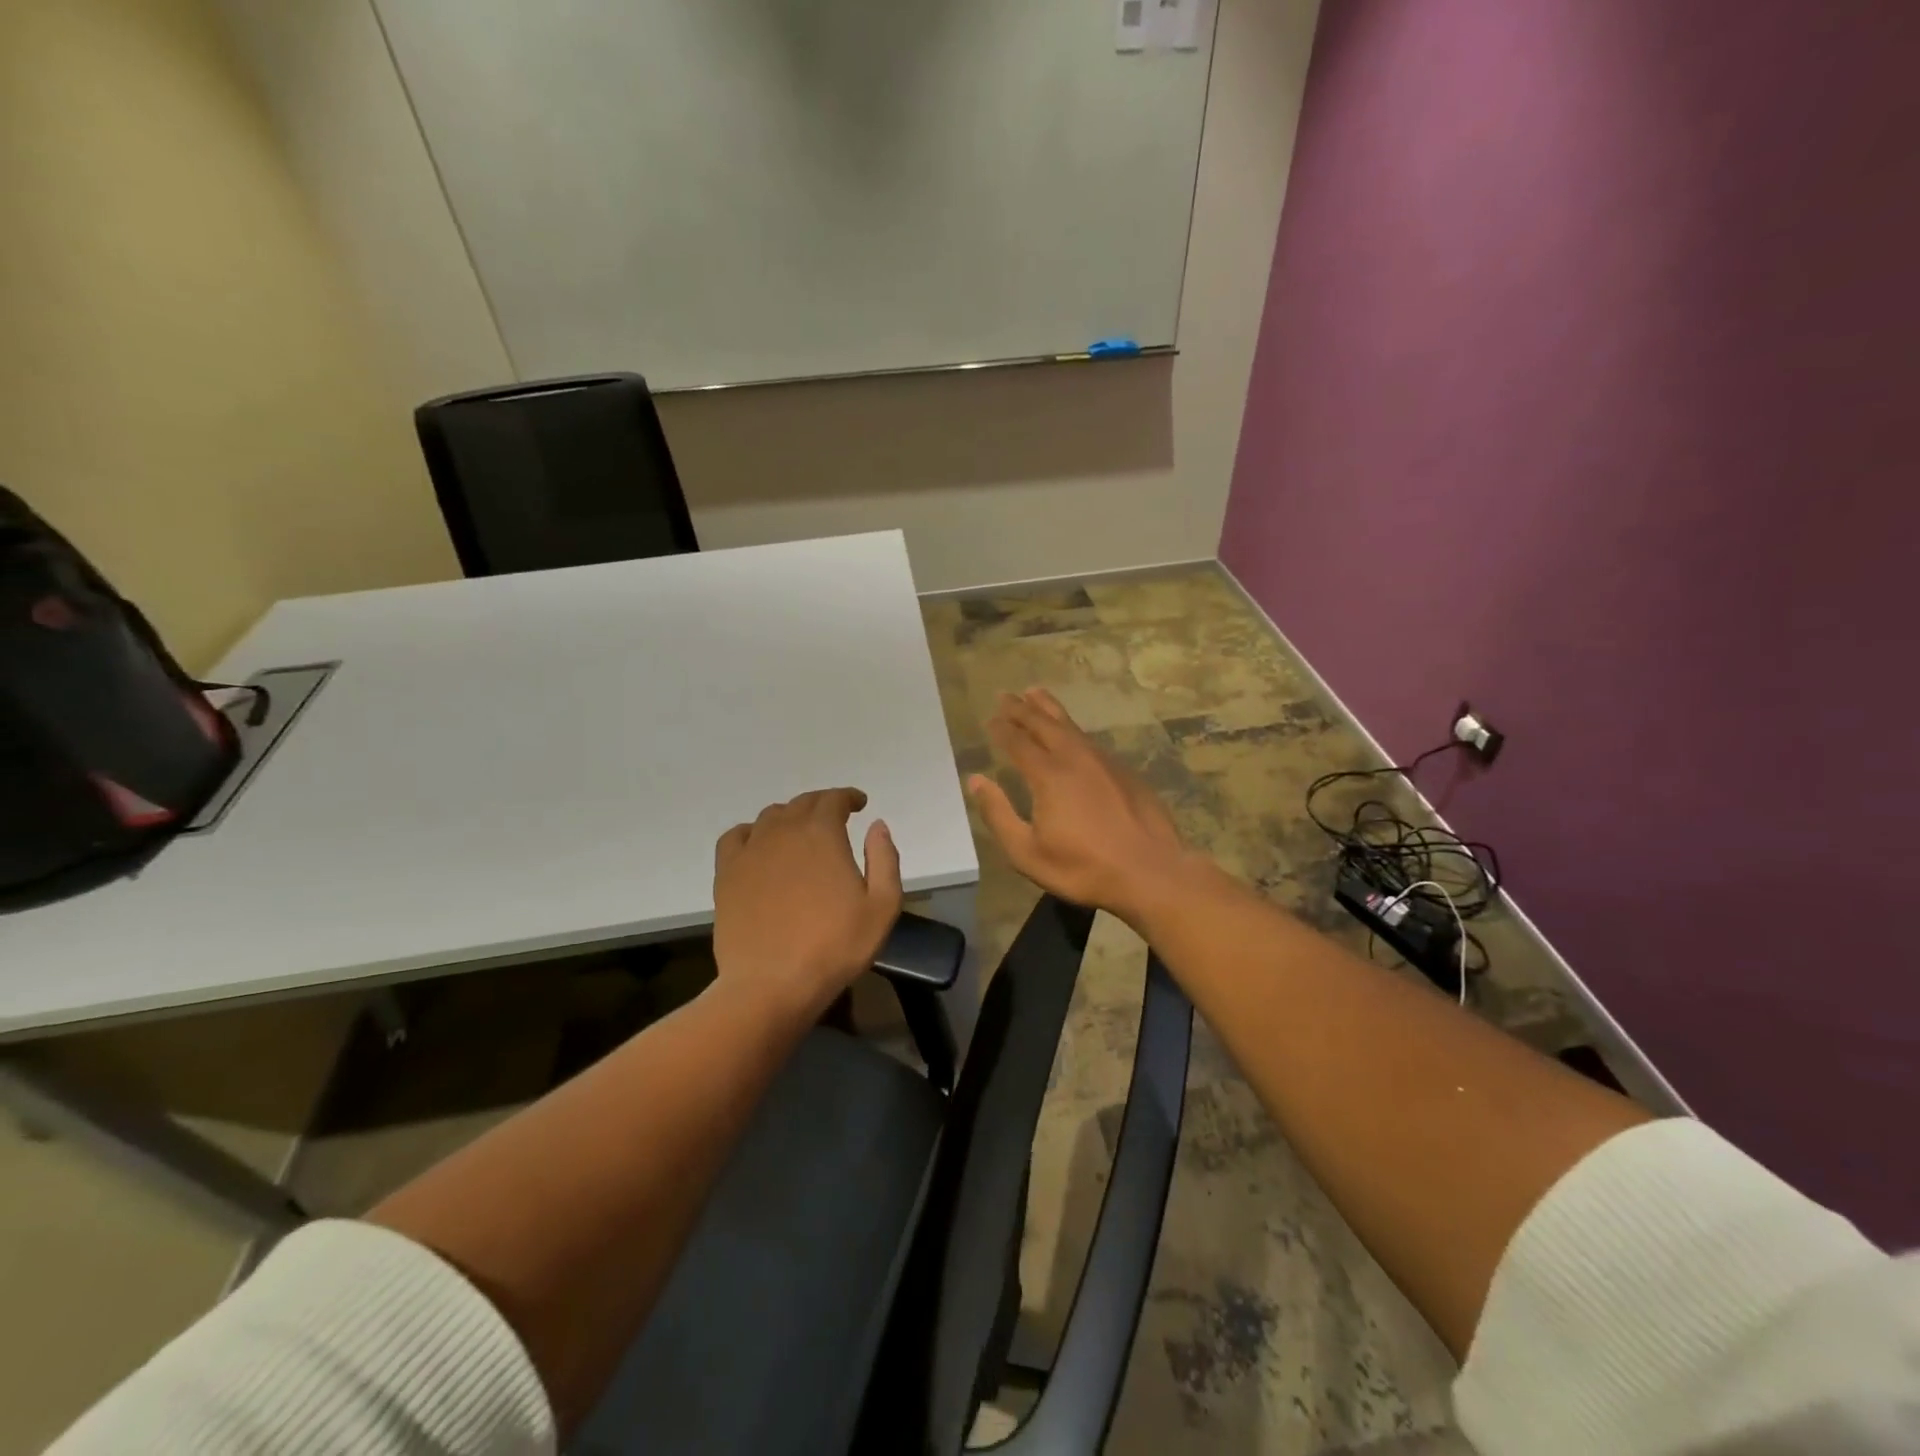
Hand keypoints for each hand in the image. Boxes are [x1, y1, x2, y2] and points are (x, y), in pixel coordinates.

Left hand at [713, 788, 902, 1020]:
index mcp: (822, 834)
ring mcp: (751, 851)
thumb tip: (877, 825)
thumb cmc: (834, 947)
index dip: (848, 797)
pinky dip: (752, 832)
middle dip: (822, 804)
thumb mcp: (882, 907)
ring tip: (801, 832)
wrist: (772, 984)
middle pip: (802, 804)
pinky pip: (736, 837)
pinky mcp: (727, 874)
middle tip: (835, 817)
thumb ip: (884, 859)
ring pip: (771, 817)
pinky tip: (760, 846)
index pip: (834, 799)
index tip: (859, 804)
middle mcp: (784, 831)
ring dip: (790, 817)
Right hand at [967, 689, 1194, 924]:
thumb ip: (998, 814)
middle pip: (1044, 723)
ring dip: (1049, 708)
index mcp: (1048, 775)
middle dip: (1021, 708)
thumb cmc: (1083, 868)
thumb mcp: (1027, 853)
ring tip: (1035, 693)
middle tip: (1005, 694)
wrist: (1151, 872)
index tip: (989, 717)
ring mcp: (1104, 762)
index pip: (1017, 741)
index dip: (1001, 728)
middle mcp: (1075, 758)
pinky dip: (1073, 728)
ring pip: (1071, 726)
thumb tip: (975, 780)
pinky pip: (1090, 739)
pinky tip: (1072, 733)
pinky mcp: (1125, 771)